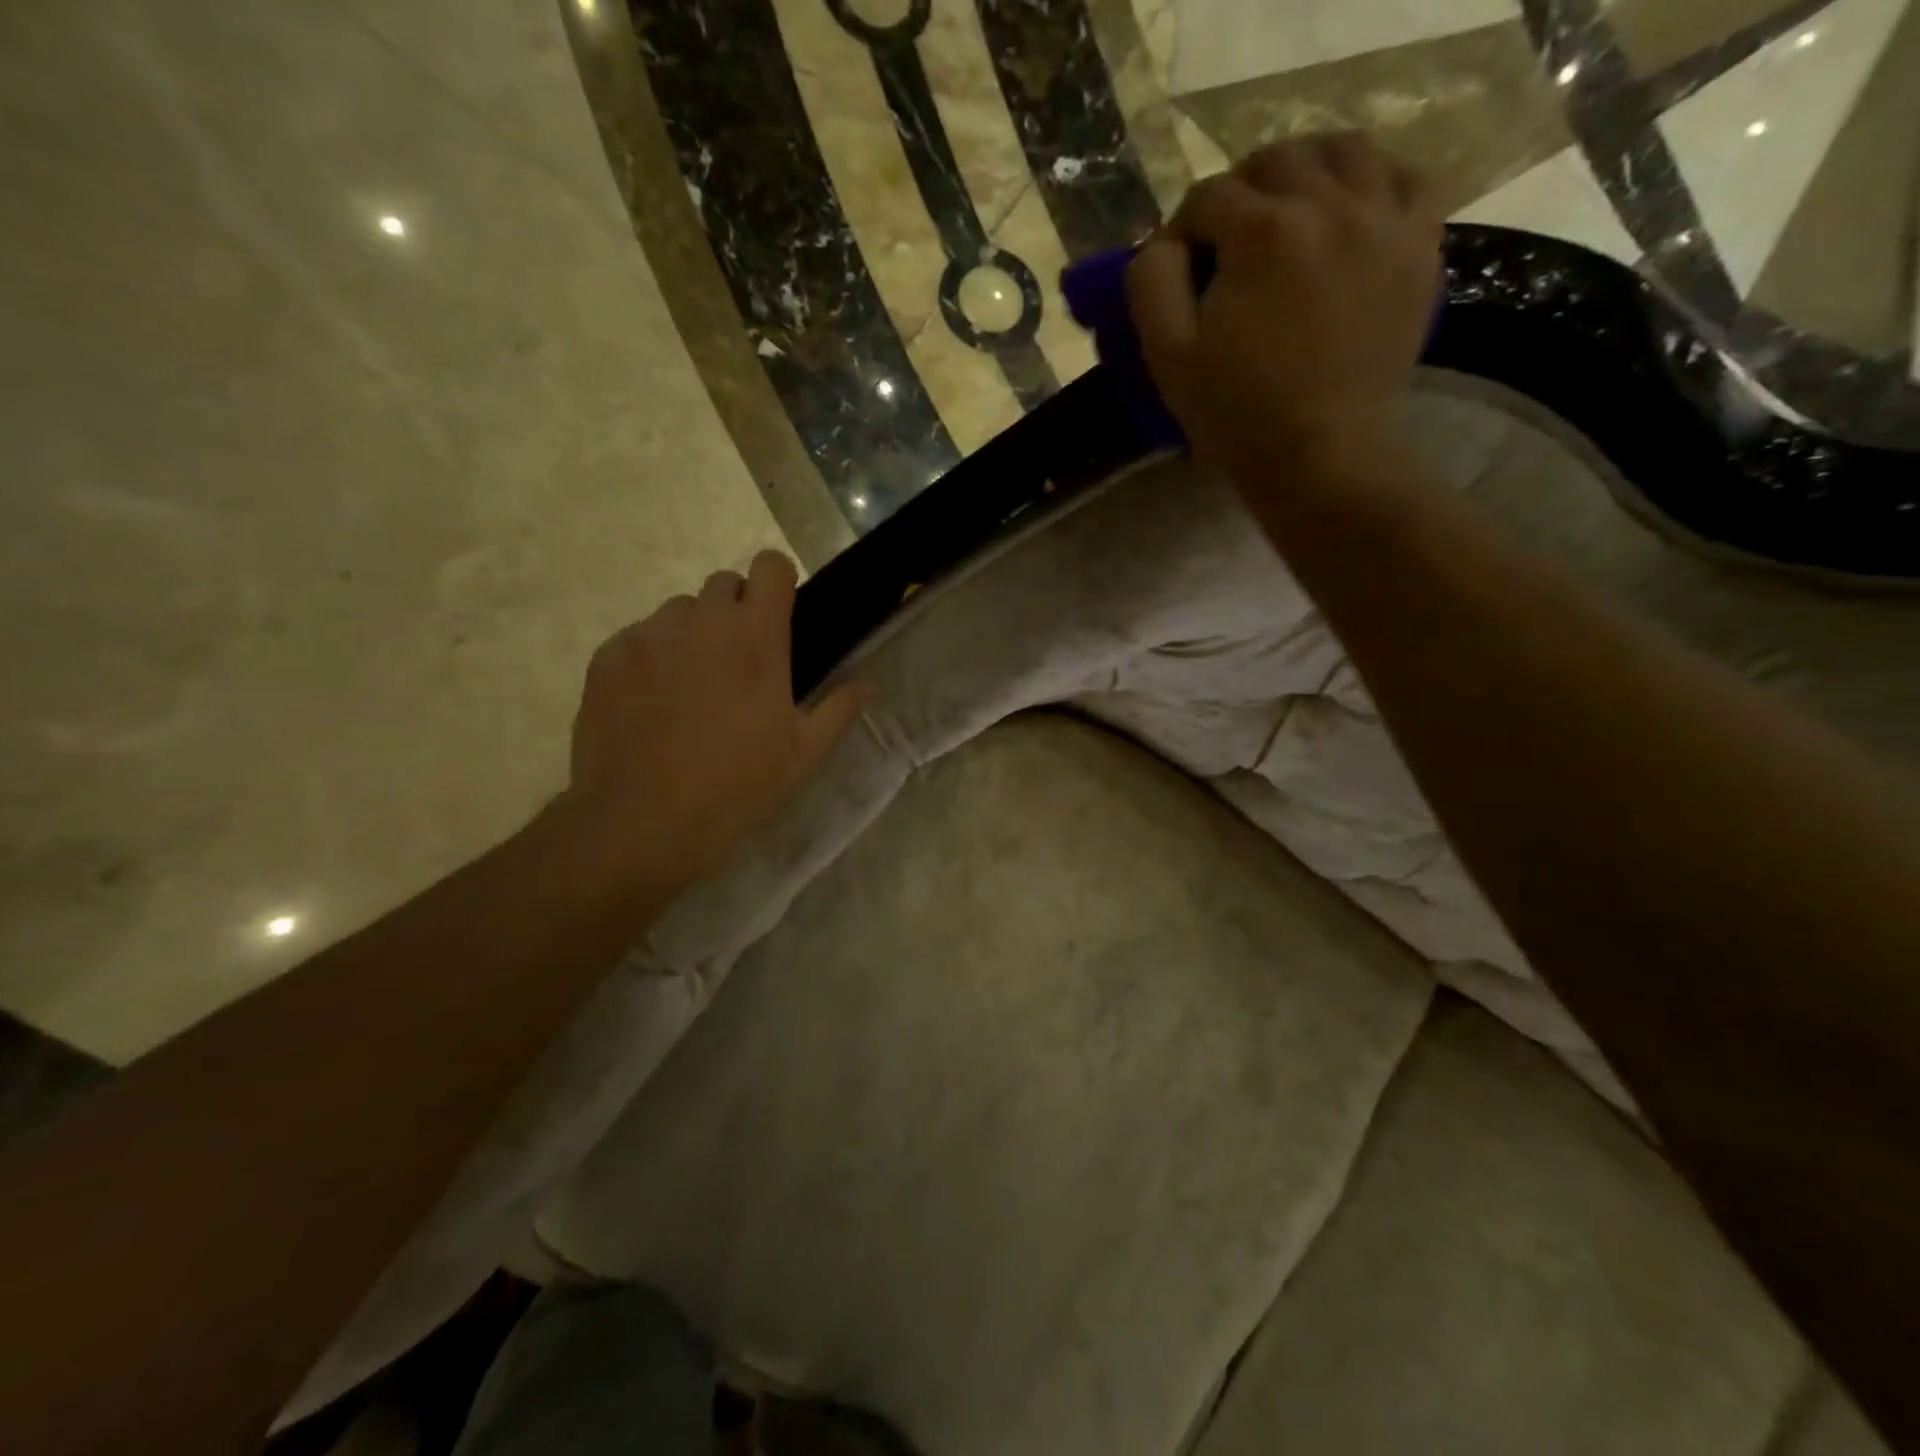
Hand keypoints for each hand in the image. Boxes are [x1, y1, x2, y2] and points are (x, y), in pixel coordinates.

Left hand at [563, 550, 861, 892]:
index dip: (778, 583)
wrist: (645, 820)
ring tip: (691, 686)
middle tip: (739, 663)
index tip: (780, 615)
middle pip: (723, 585)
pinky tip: (652, 704)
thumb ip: (839, 708)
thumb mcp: (805, 754)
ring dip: (693, 634)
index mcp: (756, 636)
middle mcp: (702, 620)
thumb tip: (864, 682)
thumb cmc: (738, 784)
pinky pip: (638, 638)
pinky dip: (651, 658)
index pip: (770, 566)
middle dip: (736, 611)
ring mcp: (648, 635)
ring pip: (678, 612)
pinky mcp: (608, 657)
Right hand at [1127, 132, 1441, 490]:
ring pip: (1344, 150)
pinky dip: (1374, 182)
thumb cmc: (1239, 415)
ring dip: (1305, 171)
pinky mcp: (1420, 248)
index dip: (1182, 232)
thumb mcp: (1168, 357)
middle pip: (1276, 159)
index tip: (1179, 273)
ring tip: (1288, 216)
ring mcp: (1385, 221)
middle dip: (1240, 192)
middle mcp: (1331, 204)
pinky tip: (1350, 213)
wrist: (1325, 457)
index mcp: (1262, 232)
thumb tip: (1162, 242)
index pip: (1208, 197)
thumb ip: (1151, 282)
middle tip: (1227, 245)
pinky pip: (1407, 178)